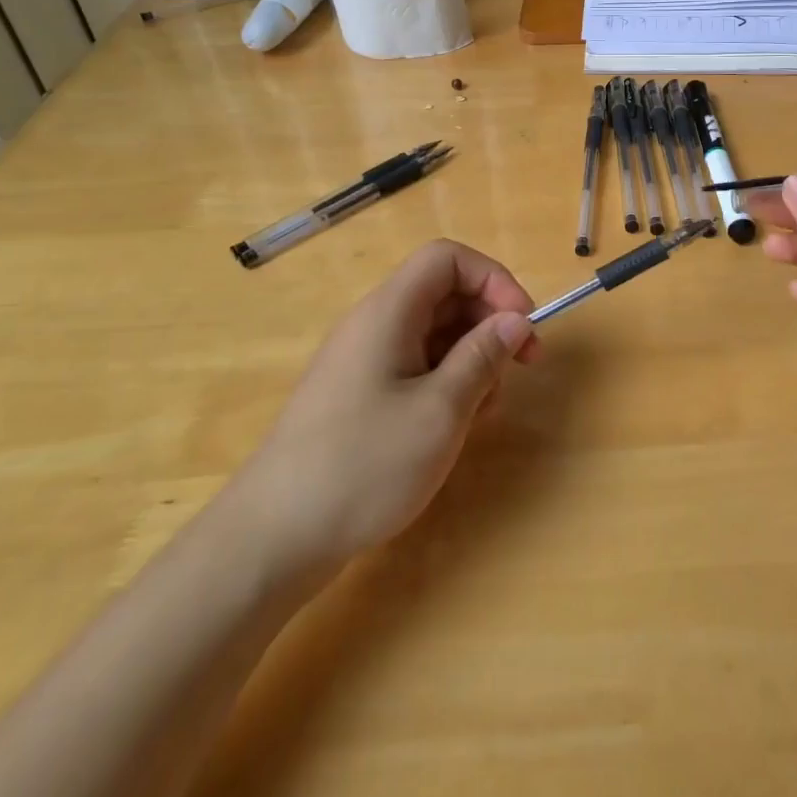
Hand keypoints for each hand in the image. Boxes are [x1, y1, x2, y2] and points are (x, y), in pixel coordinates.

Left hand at [245, 239, 537, 565]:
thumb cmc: (364, 465)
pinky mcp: (361, 395)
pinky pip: (416, 366)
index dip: (493, 279)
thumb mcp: (440, 411)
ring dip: (472, 358)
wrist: (274, 538)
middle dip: (490, 322)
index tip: (522, 324)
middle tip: (522, 368)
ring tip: (485, 409)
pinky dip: (447, 383)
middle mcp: (375, 324)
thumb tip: (515, 319)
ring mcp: (365, 360)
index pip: (448, 258)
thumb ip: (483, 356)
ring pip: (435, 333)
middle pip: (445, 294)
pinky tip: (456, 425)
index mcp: (389, 312)